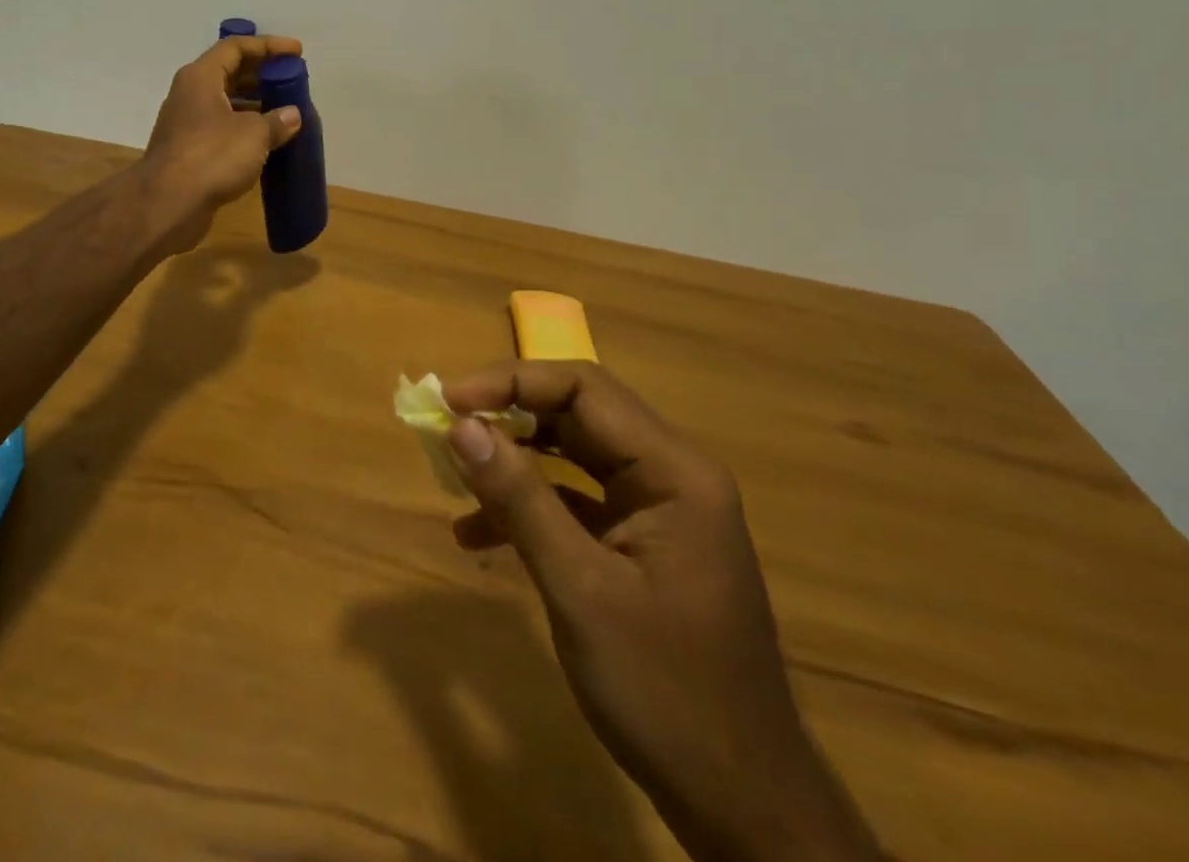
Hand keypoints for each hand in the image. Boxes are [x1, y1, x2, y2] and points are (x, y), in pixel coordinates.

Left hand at [140, 35, 303, 253]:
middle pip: (228, 73)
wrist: (168, 204)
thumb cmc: (212, 156)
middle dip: (262, 75)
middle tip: (292, 82)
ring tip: (285, 112)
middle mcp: (190, 95)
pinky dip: (244, 129)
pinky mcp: (188, 152)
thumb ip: (276, 121)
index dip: (268, 46)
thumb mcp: (254, 134)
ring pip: (225, 103)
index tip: (296, 52)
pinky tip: (267, 143)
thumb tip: (292, 115)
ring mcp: (186, 124)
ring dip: (254, 105)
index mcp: (200, 77)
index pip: (235, 48)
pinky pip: (221, 129)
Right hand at [443, 362, 880, 861]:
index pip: (584, 388)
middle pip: (578, 414)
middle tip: (447, 428)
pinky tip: (481, 536)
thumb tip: (461, 425)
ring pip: (573, 455)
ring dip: (514, 461)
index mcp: (674, 471)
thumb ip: (520, 498)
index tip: (451, 400)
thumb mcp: (580, 589)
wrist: (742, 806)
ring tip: (456, 477)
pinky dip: (530, 506)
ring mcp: (659, 509)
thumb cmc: (665, 691)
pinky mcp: (643, 543)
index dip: (511, 382)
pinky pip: (578, 500)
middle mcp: (671, 474)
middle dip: (508, 416)